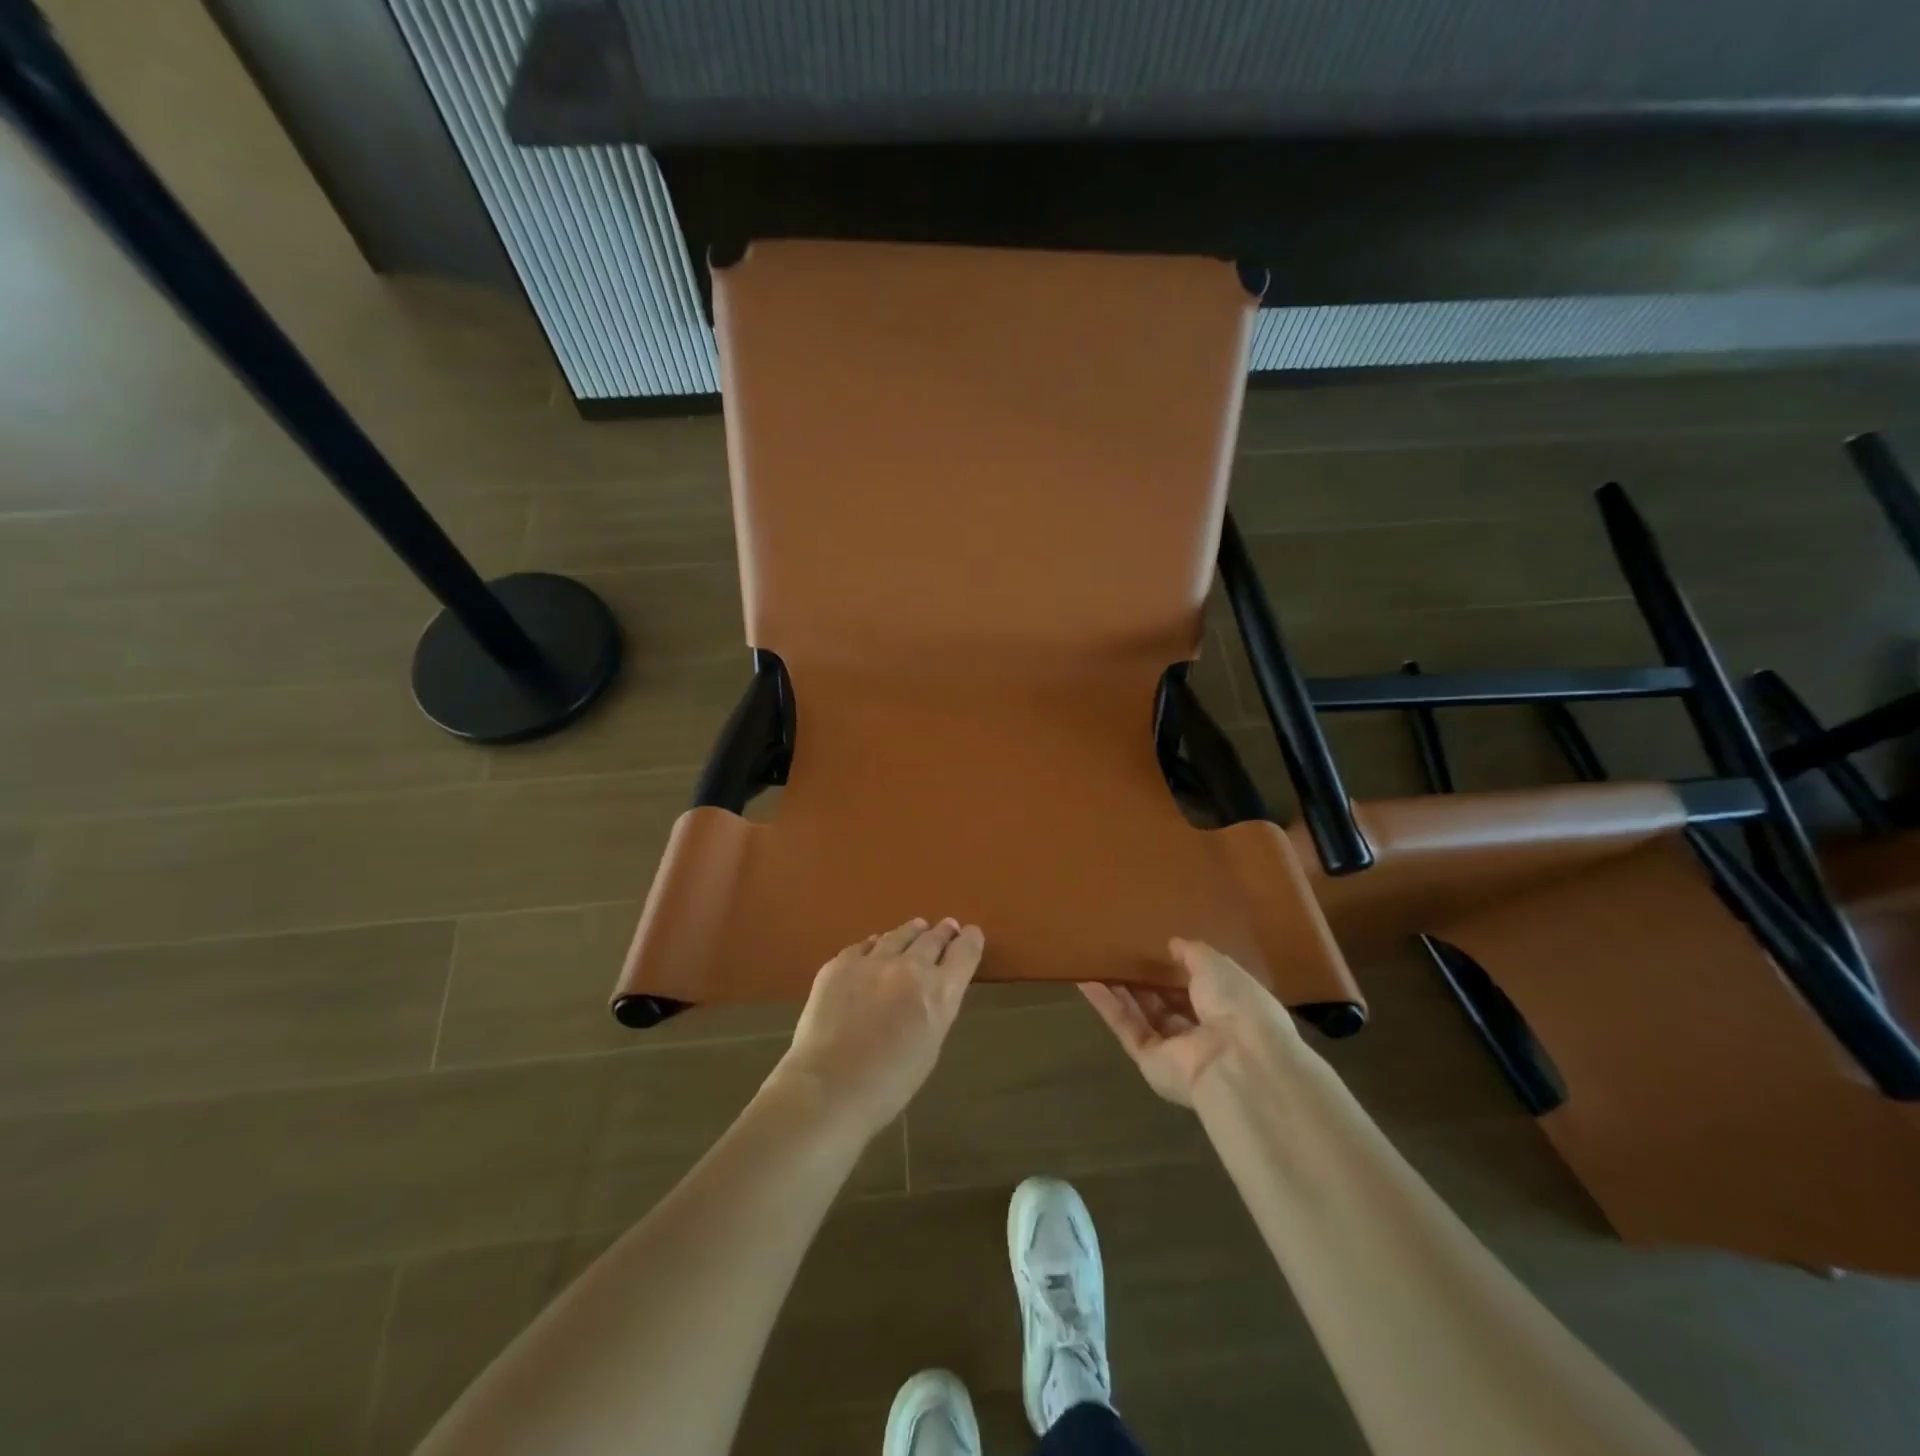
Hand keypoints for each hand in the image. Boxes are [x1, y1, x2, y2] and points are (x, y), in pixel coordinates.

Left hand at [773, 917, 984, 1138]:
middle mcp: (910, 967)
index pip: (965, 952)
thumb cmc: (888, 1084)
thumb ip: (935, 1009)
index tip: (972, 933)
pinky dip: (876, 946)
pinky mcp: (840, 963)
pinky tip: (875, 946)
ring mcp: (872, 961)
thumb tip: (931, 990)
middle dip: (942, 932)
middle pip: (933, 938)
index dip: (971, 940)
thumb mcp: (930, 1046)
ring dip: (912, 932)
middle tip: (947, 927)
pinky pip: (865, 946)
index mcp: (939, 992)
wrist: (828, 1087)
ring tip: (917, 927)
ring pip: (899, 935)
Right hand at [1080, 939, 1303, 1106]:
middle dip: (1145, 979)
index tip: (1154, 946)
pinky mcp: (1149, 1061)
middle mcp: (1203, 1031)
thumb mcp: (1218, 966)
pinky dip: (1106, 1005)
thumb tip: (1173, 944)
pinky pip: (1126, 1027)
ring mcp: (1175, 1049)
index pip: (1200, 987)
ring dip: (1120, 989)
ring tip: (1096, 960)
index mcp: (1230, 1008)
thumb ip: (1193, 953)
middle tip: (1119, 950)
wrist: (1237, 1062)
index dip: (1178, 968)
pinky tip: (1086, 980)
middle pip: (1167, 1002)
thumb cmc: (1237, 1005)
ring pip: (1142, 1014)